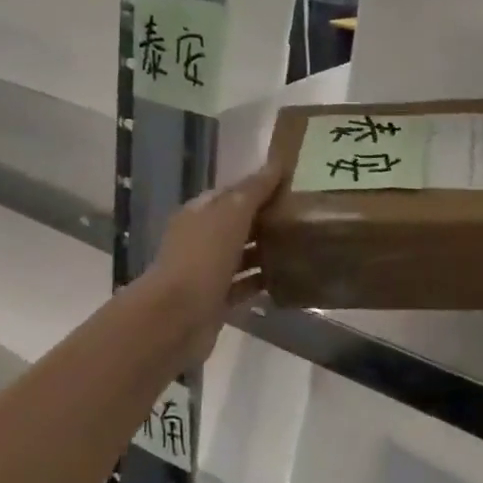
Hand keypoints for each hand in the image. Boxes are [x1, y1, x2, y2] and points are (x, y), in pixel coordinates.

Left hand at [143, 161, 285, 369]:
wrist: (176, 317)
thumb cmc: (202, 258)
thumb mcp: (230, 215)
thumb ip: (253, 191)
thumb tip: (275, 164)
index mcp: (199, 213)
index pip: (233, 193)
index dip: (260, 187)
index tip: (294, 185)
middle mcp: (201, 238)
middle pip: (238, 224)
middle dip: (267, 219)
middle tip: (306, 216)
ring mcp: (207, 271)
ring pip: (242, 254)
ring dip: (267, 250)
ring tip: (303, 244)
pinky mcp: (216, 300)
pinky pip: (244, 285)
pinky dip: (262, 280)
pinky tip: (288, 278)